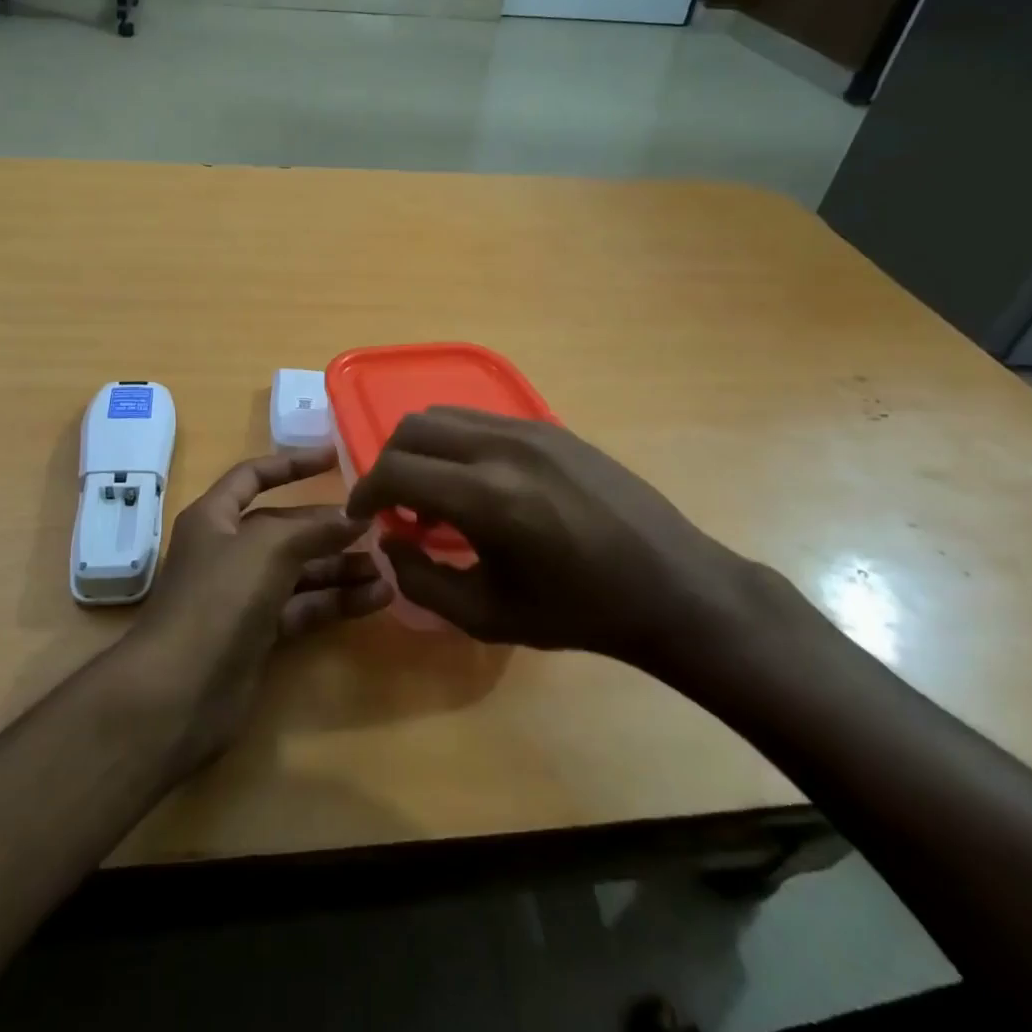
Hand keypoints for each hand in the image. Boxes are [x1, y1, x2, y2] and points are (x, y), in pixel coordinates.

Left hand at [127, 446, 391, 764]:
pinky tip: (377, 599)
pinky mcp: (259, 634)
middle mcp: (228, 551)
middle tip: (378, 528)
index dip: (291, 464)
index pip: (254, 476)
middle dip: (329, 528)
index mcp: (215, 518)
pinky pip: (304, 607)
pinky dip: (336, 601)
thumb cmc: (218, 599)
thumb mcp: (267, 548)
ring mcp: (243, 595)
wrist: (179, 693)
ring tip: (388, 568)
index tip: (335, 457)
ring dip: (341, 568)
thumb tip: (354, 516)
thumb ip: (313, 528)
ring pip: (300, 571)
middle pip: (285, 529)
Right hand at [345, 408, 785, 679]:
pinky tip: (478, 485)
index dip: (364, 492)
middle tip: (396, 508)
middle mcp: (501, 447)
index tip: (361, 517)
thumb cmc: (577, 612)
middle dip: (389, 465)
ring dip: (422, 450)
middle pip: (412, 429)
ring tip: (436, 496)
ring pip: (445, 415)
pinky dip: (456, 444)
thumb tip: (390, 542)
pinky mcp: (551, 426)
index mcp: (485, 497)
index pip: (395, 470)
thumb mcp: (487, 616)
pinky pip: (481, 419)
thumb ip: (421, 581)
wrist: (670, 586)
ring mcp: (530, 428)